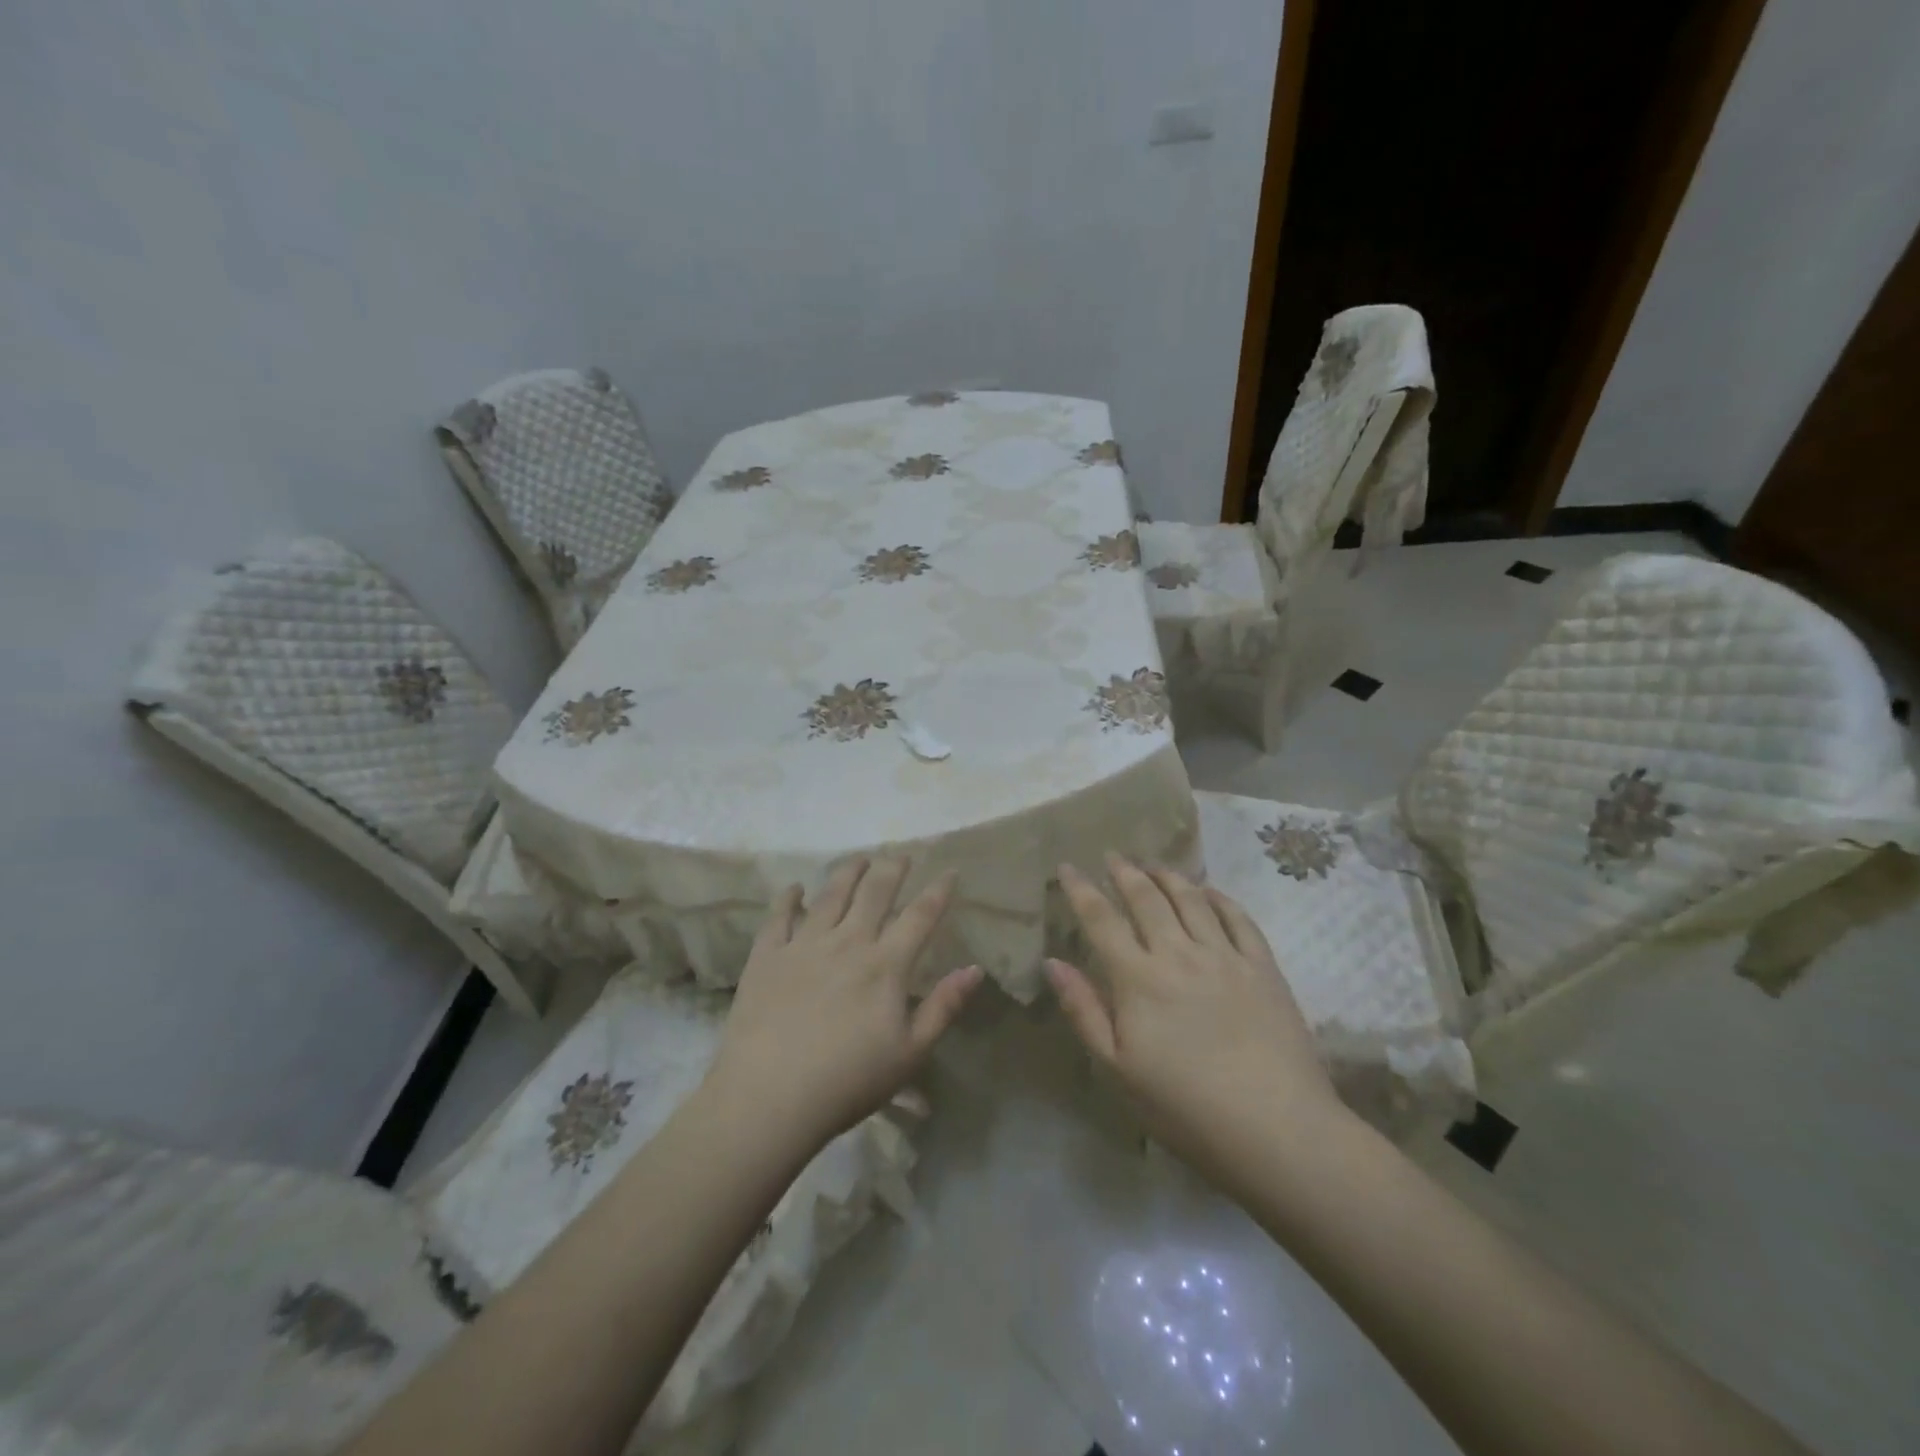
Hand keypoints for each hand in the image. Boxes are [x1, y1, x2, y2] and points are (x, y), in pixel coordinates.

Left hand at [708, 858, 983, 1149]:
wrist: (768, 1097)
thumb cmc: (848, 1082)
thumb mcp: (910, 1053)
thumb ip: (944, 1007)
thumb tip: (975, 969)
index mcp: (886, 965)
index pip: (920, 916)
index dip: (938, 891)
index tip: (950, 870)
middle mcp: (847, 942)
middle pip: (875, 892)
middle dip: (892, 869)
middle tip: (901, 855)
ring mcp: (803, 945)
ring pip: (830, 895)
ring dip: (848, 872)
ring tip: (860, 859)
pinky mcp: (767, 956)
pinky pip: (778, 917)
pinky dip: (789, 898)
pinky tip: (795, 888)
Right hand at [1047, 854, 1343, 1180]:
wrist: (1277, 1130)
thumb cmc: (1186, 1109)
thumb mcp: (1118, 1070)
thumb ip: (1084, 1010)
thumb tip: (1053, 962)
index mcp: (1138, 979)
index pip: (1101, 920)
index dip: (1081, 889)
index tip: (1067, 867)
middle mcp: (1179, 954)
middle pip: (1146, 899)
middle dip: (1125, 872)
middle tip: (1113, 855)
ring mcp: (1225, 957)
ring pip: (1191, 900)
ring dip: (1168, 876)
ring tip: (1154, 864)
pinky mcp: (1263, 968)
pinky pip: (1239, 919)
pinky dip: (1220, 898)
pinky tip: (1209, 891)